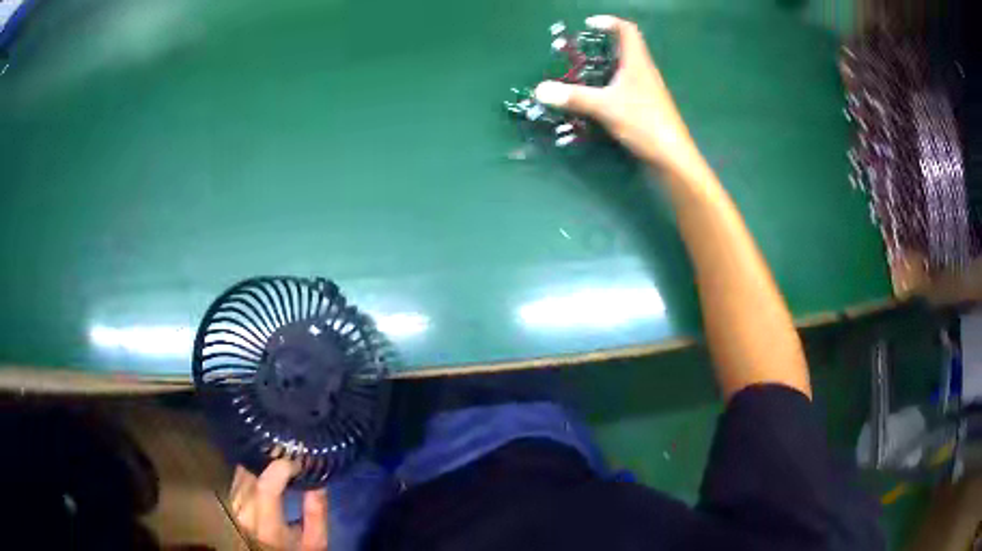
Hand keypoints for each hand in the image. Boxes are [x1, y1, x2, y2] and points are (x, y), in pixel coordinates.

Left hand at [230, 460, 328, 549]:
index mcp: (267, 529)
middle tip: (289, 454)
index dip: (281, 468)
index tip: (298, 462)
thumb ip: (316, 513)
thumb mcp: (315, 541)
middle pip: (252, 476)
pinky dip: (252, 469)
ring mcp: (234, 508)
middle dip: (271, 461)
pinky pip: (238, 476)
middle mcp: (244, 516)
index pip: (266, 487)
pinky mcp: (230, 502)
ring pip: (243, 472)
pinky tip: (265, 469)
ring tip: (279, 459)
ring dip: (261, 464)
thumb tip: (317, 482)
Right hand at [534, 15, 701, 174]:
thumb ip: (574, 97)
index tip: (589, 24)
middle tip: (579, 52)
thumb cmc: (644, 124)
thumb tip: (540, 90)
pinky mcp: (646, 108)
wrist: (672, 158)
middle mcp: (644, 72)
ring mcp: (647, 91)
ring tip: (582, 74)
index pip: (627, 30)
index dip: (609, 22)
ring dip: (605, 67)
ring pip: (625, 70)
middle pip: (625, 48)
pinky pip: (625, 88)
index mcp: (638, 63)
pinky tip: (596, 99)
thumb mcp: (605, 107)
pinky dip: (609, 87)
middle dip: (602, 45)